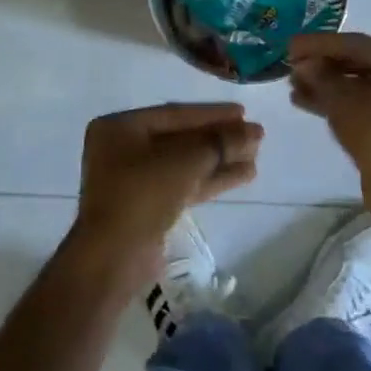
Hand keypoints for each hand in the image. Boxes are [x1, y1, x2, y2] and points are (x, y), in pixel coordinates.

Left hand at [72, 103, 262, 280]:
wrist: (114, 257)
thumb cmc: (142, 194)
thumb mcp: (185, 161)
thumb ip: (221, 142)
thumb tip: (254, 131)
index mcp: (120, 128)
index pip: (174, 114)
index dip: (212, 114)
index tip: (243, 113)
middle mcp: (123, 149)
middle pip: (180, 138)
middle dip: (218, 139)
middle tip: (255, 136)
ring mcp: (134, 180)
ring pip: (184, 164)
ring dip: (219, 160)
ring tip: (255, 156)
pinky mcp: (147, 206)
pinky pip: (182, 184)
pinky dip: (210, 179)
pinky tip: (242, 175)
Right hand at [287, 33, 370, 190]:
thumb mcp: (343, 100)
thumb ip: (320, 77)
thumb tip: (304, 66)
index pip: (355, 43)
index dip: (318, 44)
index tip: (289, 46)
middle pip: (358, 63)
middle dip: (321, 65)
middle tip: (290, 66)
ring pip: (358, 87)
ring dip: (325, 86)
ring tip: (293, 87)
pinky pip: (362, 107)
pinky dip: (337, 104)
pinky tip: (306, 104)